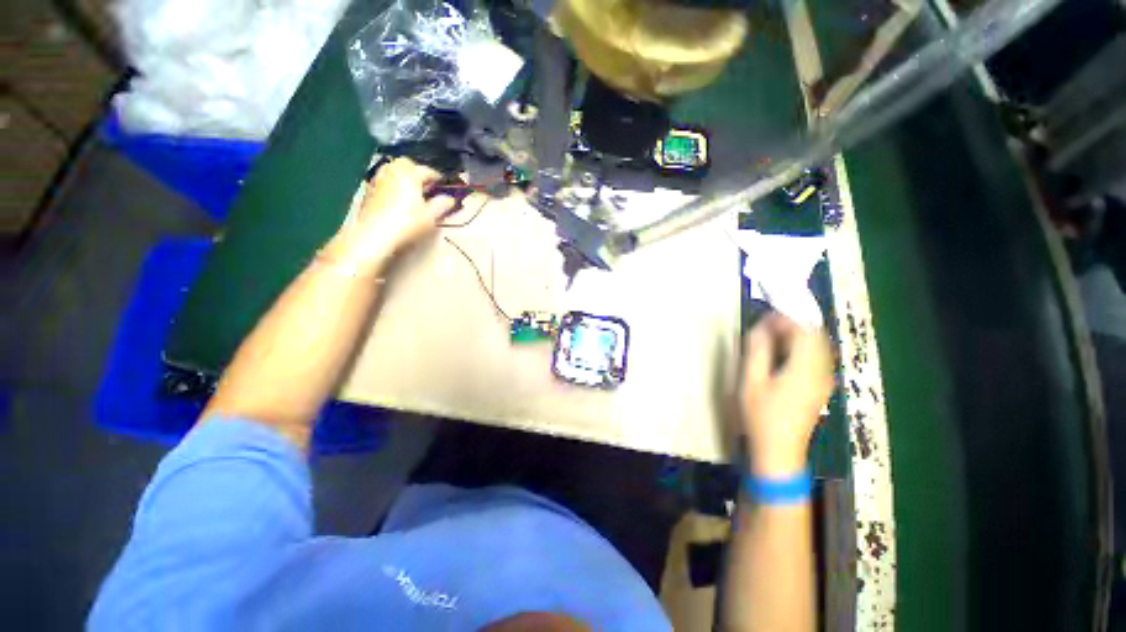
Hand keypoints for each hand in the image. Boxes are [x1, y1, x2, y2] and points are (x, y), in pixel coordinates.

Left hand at [322, 158, 455, 273]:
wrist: (374, 233)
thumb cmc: (407, 222)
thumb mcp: (430, 216)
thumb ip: (441, 205)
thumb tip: (450, 199)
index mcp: (410, 173)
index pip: (428, 171)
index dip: (438, 178)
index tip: (444, 185)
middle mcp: (393, 170)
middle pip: (408, 166)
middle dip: (418, 173)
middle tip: (428, 186)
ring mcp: (378, 178)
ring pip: (394, 171)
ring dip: (404, 178)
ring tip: (413, 191)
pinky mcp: (369, 189)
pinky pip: (385, 181)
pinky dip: (393, 185)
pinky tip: (398, 198)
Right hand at [740, 313, 834, 477]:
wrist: (779, 450)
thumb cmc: (761, 416)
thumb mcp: (751, 381)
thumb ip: (757, 351)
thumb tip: (761, 328)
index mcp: (805, 368)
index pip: (804, 331)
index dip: (785, 319)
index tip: (764, 317)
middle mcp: (822, 371)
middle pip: (815, 335)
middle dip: (792, 323)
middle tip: (766, 324)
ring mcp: (824, 380)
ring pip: (818, 345)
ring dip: (797, 335)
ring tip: (772, 336)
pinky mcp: (821, 387)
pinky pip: (817, 356)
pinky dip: (802, 347)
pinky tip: (783, 353)